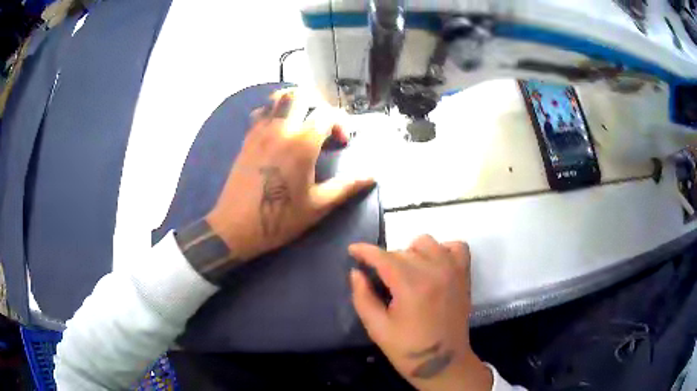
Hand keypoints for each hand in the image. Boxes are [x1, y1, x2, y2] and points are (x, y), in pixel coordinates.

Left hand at [206, 88, 373, 260]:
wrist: (236, 227)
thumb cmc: (280, 219)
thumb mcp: (318, 206)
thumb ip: (346, 186)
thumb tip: (372, 176)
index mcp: (302, 144)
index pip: (327, 113)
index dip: (341, 123)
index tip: (342, 142)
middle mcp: (281, 129)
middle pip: (301, 95)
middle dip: (318, 103)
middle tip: (324, 123)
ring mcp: (260, 131)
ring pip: (278, 98)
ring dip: (295, 102)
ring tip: (303, 119)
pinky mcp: (247, 138)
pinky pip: (261, 112)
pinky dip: (274, 112)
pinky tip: (279, 131)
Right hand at [349, 235, 492, 390]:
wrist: (445, 362)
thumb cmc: (408, 349)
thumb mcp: (377, 328)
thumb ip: (363, 297)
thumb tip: (355, 273)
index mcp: (411, 286)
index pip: (384, 257)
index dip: (365, 251)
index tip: (352, 250)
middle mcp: (434, 271)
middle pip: (402, 250)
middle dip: (385, 261)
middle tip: (381, 280)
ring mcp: (453, 271)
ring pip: (427, 243)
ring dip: (412, 253)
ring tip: (407, 272)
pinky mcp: (464, 275)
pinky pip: (456, 247)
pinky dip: (443, 250)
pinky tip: (434, 265)